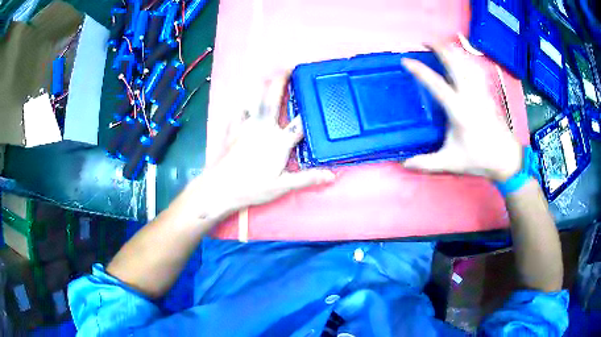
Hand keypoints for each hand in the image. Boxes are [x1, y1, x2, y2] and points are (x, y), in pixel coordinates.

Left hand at [186, 74, 334, 220]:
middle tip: (288, 67)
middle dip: (281, 82)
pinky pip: (238, 112)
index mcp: (278, 142)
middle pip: (273, 100)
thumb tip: (332, 175)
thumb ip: (307, 178)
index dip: (310, 110)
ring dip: (261, 86)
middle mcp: (263, 128)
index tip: (317, 96)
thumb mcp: (283, 186)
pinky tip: (243, 100)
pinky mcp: (232, 131)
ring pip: (254, 101)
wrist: (221, 188)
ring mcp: (246, 127)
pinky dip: (242, 104)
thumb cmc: (252, 187)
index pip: (299, 124)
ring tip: (267, 74)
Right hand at [401, 45, 521, 181]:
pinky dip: (464, 61)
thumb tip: (404, 164)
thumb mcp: (451, 163)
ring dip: (452, 51)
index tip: (406, 60)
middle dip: (439, 48)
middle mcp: (470, 96)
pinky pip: (473, 70)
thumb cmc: (480, 159)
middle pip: (455, 63)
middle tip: (425, 41)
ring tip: (440, 46)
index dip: (420, 71)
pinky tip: (459, 61)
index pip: (437, 84)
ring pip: (465, 63)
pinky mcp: (487, 93)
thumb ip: (427, 163)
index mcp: (460, 111)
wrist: (507, 159)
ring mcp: (480, 92)